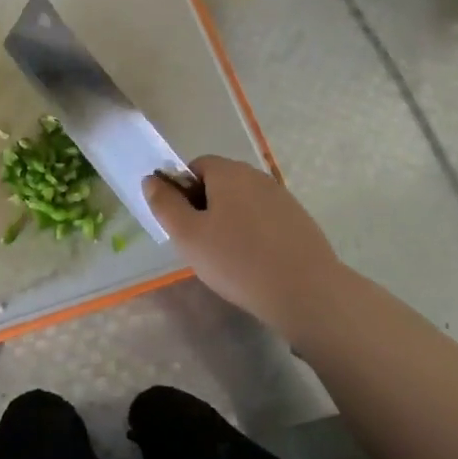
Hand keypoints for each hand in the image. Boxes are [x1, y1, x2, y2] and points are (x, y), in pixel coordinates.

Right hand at [144, 157, 345, 340]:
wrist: (306, 292)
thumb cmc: (237, 260)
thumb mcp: (188, 235)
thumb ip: (165, 204)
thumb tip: (151, 180)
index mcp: (229, 172)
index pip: (196, 167)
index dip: (183, 192)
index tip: (184, 225)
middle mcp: (257, 176)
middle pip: (220, 183)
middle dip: (206, 207)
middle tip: (201, 244)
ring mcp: (282, 197)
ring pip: (243, 202)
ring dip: (230, 221)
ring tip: (228, 257)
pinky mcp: (299, 220)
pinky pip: (265, 219)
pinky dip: (254, 234)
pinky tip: (255, 263)